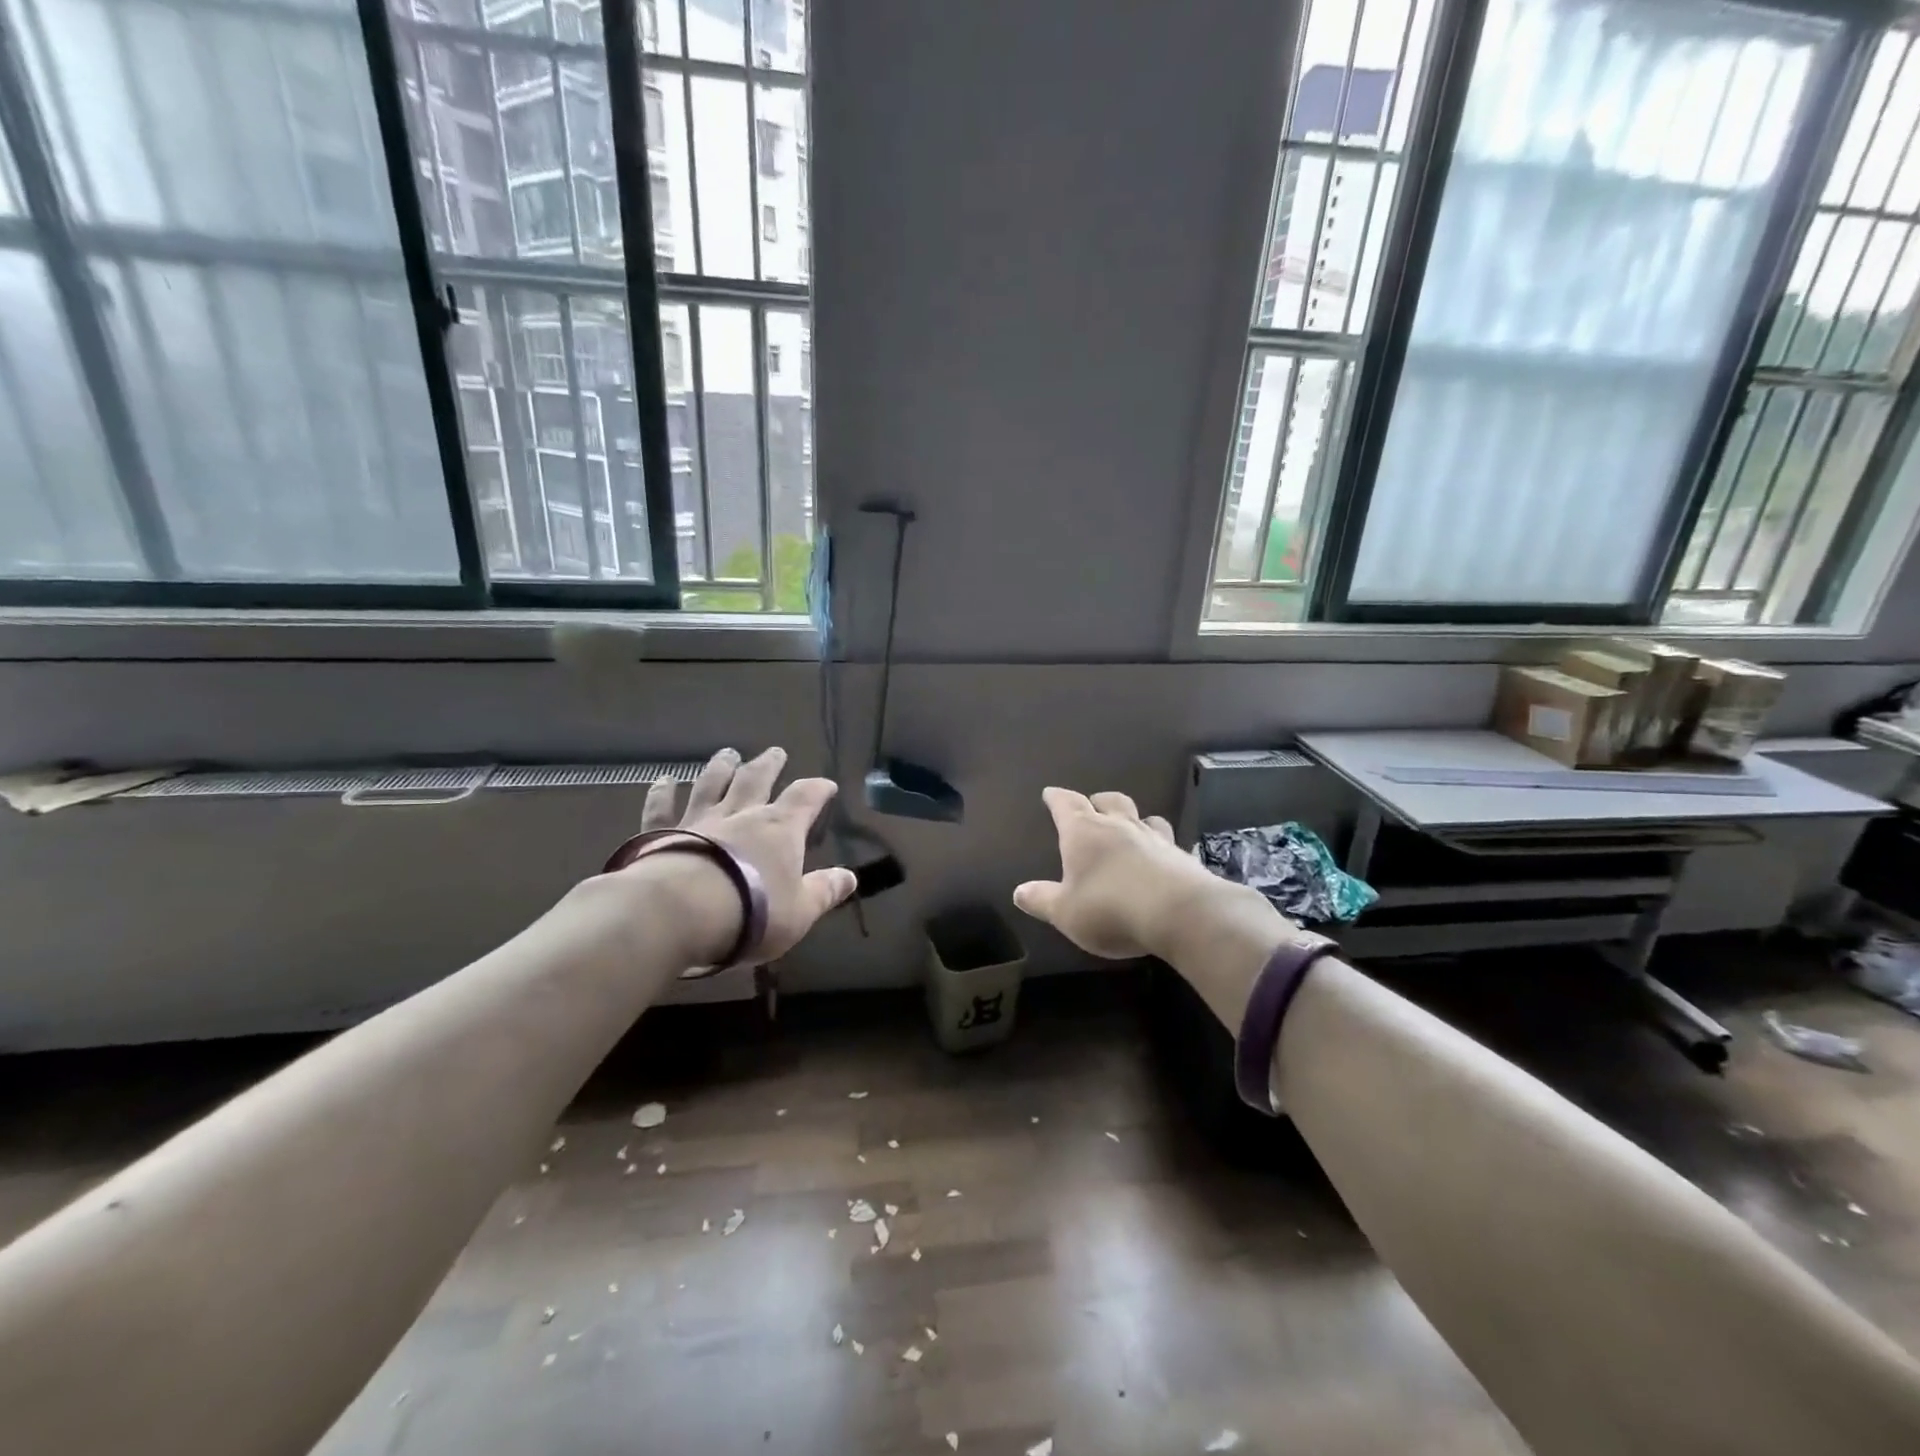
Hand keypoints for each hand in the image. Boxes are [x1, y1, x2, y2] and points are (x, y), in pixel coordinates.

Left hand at [630, 747, 855, 964]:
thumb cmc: (752, 913)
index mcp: (779, 829)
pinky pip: (662, 809)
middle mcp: (740, 815)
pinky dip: (662, 793)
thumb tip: (850, 877)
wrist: (681, 912)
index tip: (826, 785)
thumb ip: (825, 891)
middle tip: (775, 752)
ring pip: (712, 785)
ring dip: (721, 768)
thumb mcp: (800, 911)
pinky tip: (662, 781)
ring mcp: (698, 821)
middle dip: (769, 765)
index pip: (804, 799)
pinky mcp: (661, 834)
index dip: (817, 789)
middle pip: (757, 780)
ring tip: (728, 754)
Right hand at [1013, 787, 1261, 960]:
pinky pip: (1167, 841)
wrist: (1180, 914)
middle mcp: (1119, 826)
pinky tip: (1160, 857)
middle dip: (1097, 801)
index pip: (1066, 804)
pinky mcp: (1182, 856)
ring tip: (1130, 828)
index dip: (1057, 798)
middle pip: (1108, 801)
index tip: (1050, 793)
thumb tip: (1019, 891)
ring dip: (1133, 818)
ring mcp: (1154, 838)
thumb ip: (1042, 900)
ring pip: (1143, 816)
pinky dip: (1159, 844)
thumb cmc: (1110, 908)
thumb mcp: (1066, 912)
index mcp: (1084, 832)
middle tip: (1091, 807)